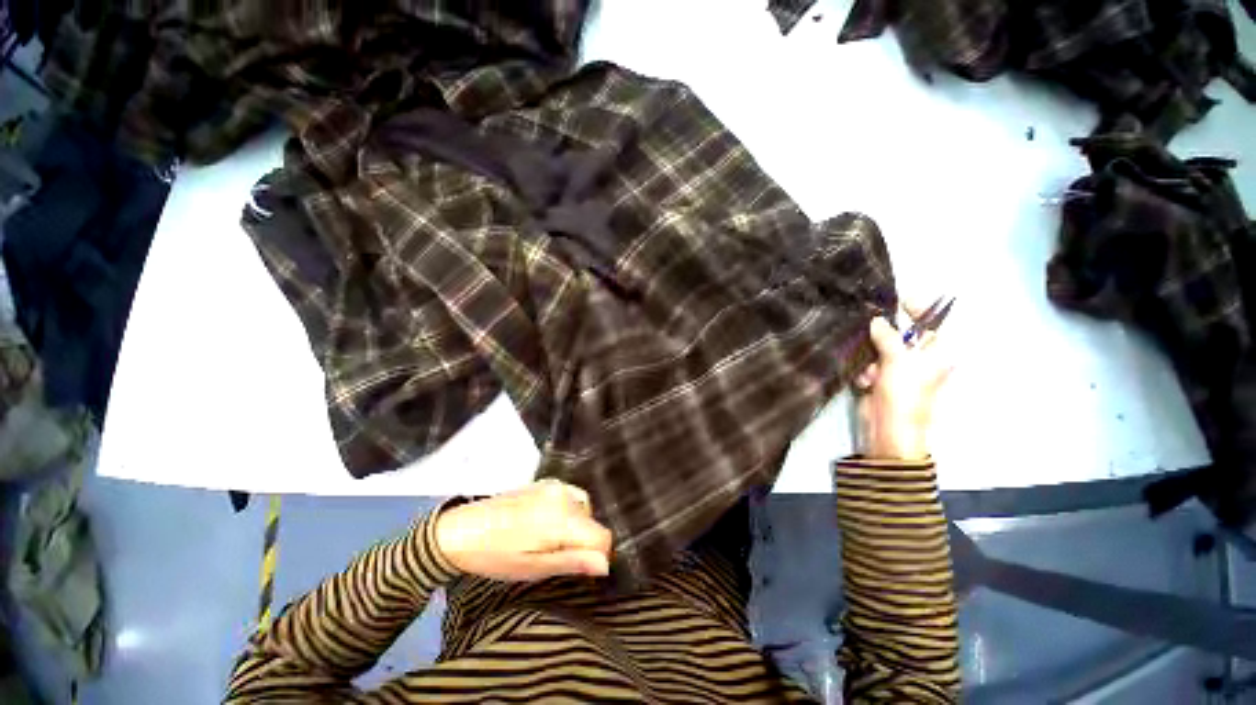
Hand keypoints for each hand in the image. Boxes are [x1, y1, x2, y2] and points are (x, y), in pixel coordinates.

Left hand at [434, 479, 612, 581]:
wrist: (460, 529)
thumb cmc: (495, 555)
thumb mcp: (533, 567)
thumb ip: (572, 562)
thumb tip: (606, 564)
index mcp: (562, 517)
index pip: (602, 536)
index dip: (597, 556)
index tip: (579, 567)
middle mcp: (564, 495)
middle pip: (593, 522)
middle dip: (583, 541)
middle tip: (555, 557)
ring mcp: (555, 485)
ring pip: (584, 508)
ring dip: (577, 526)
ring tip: (550, 542)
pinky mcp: (546, 482)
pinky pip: (571, 497)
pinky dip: (568, 511)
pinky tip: (547, 523)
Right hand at [853, 306, 953, 459]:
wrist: (888, 428)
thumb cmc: (904, 393)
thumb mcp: (898, 360)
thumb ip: (888, 335)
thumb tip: (876, 319)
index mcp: (938, 351)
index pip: (933, 320)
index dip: (918, 307)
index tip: (896, 298)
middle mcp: (922, 357)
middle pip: (902, 334)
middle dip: (883, 337)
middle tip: (869, 334)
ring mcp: (902, 369)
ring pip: (882, 348)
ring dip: (872, 358)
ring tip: (872, 373)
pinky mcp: (884, 379)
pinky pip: (871, 363)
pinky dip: (866, 370)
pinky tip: (866, 382)